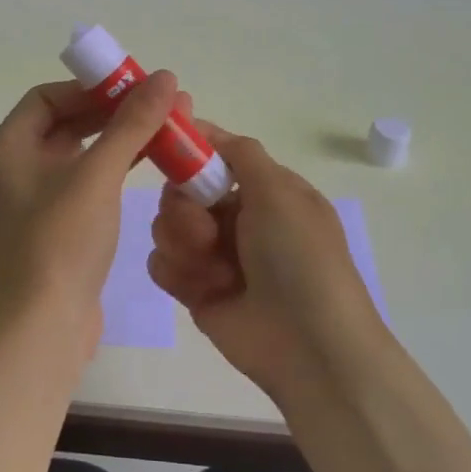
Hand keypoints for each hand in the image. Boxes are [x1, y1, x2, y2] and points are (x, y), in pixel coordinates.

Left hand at [0, 71, 180, 342]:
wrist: (43, 327)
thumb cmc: (60, 242)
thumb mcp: (97, 176)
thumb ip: (131, 124)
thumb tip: (165, 77)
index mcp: (7, 148)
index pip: (47, 97)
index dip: (91, 87)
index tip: (135, 86)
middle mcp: (15, 168)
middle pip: (65, 122)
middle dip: (113, 111)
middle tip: (162, 104)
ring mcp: (36, 199)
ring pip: (80, 153)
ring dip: (120, 139)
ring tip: (167, 127)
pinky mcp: (57, 225)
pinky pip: (87, 182)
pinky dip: (115, 168)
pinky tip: (151, 163)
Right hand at [148, 121, 386, 398]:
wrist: (309, 346)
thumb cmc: (299, 259)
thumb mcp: (280, 193)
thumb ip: (240, 153)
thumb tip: (205, 125)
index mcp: (264, 191)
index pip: (215, 157)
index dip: (190, 150)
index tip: (164, 144)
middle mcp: (237, 218)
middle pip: (181, 191)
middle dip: (185, 209)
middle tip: (206, 231)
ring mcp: (214, 254)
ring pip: (166, 226)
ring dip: (184, 243)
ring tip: (213, 270)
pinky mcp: (194, 289)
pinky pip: (161, 264)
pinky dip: (177, 273)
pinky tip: (203, 290)